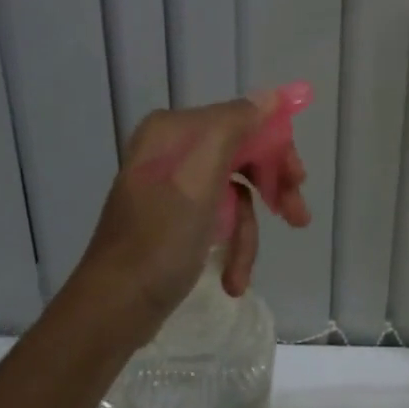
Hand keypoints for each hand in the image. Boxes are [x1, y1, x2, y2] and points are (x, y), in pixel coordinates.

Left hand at [76, 96, 310, 340]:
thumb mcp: (200, 178)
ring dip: (249, 229)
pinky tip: (233, 278)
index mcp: (175, 129)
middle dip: (270, 187)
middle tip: (298, 216)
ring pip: (236, 190)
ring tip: (245, 272)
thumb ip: (236, 127)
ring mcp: (175, 183)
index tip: (298, 178)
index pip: (243, 120)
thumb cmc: (158, 240)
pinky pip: (220, 216)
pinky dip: (232, 244)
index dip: (275, 147)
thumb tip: (271, 95)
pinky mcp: (176, 216)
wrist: (110, 312)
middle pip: (243, 152)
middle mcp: (174, 148)